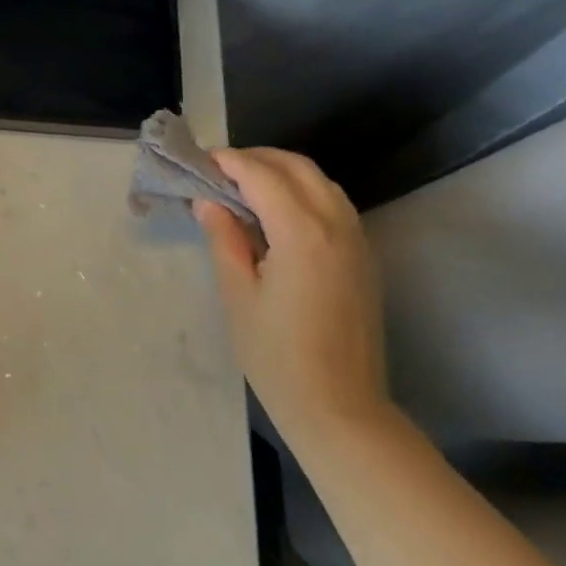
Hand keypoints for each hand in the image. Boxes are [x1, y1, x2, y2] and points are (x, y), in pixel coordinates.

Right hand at [193, 148, 390, 447]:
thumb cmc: (277, 356)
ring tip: (245, 187)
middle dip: (257, 159)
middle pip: (297, 168)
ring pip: (321, 182)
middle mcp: (337, 225)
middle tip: (220, 171)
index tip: (201, 161)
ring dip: (283, 172)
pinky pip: (334, 204)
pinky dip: (304, 192)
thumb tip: (208, 202)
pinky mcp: (364, 257)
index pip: (262, 176)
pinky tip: (278, 214)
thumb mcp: (238, 295)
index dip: (230, 162)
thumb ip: (224, 240)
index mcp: (302, 233)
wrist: (340, 406)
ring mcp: (357, 240)